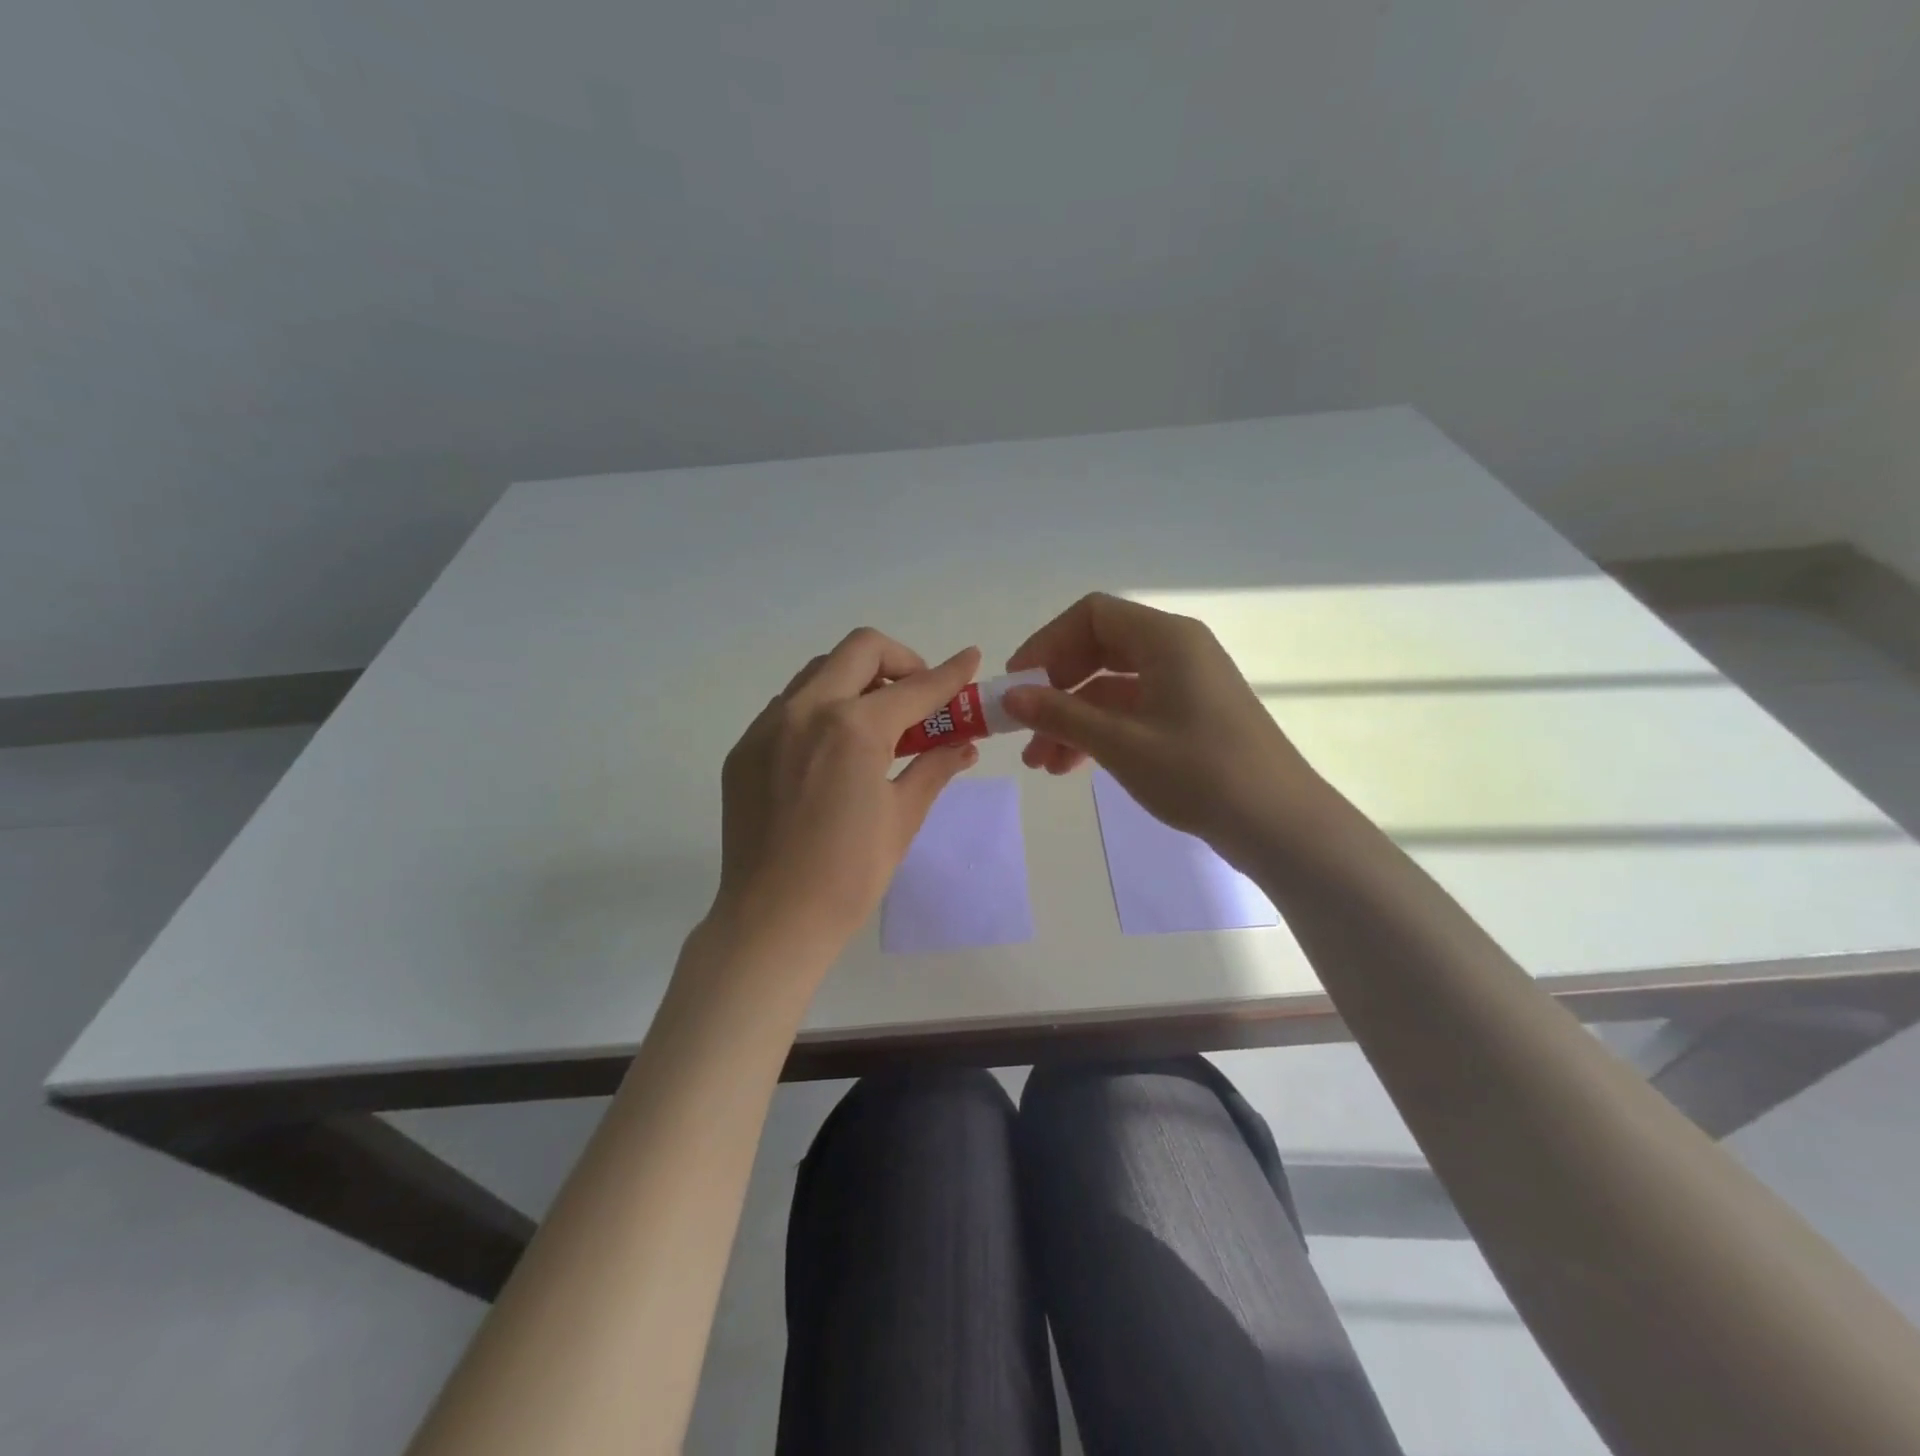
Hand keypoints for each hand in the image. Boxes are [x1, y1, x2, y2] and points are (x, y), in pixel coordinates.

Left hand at [711, 629, 981, 960]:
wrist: (771, 920)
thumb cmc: (849, 875)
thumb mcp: (903, 817)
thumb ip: (934, 767)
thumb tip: (964, 744)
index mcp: (853, 727)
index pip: (915, 687)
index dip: (950, 673)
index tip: (970, 659)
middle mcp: (806, 710)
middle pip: (860, 649)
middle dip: (901, 661)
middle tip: (917, 697)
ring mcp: (768, 726)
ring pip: (820, 672)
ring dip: (857, 681)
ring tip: (876, 725)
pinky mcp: (744, 748)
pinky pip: (789, 706)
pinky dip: (821, 709)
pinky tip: (833, 751)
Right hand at [1002, 593, 1324, 862]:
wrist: (1279, 825)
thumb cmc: (1200, 773)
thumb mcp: (1120, 743)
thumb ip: (1061, 715)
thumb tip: (1010, 696)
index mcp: (1166, 639)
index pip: (1092, 615)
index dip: (1047, 643)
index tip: (1017, 683)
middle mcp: (1176, 651)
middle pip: (1098, 650)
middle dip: (1055, 688)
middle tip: (1022, 724)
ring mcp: (1184, 686)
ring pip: (1111, 688)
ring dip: (1071, 718)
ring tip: (1039, 762)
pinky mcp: (1188, 718)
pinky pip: (1131, 712)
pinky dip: (1098, 733)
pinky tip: (1070, 766)